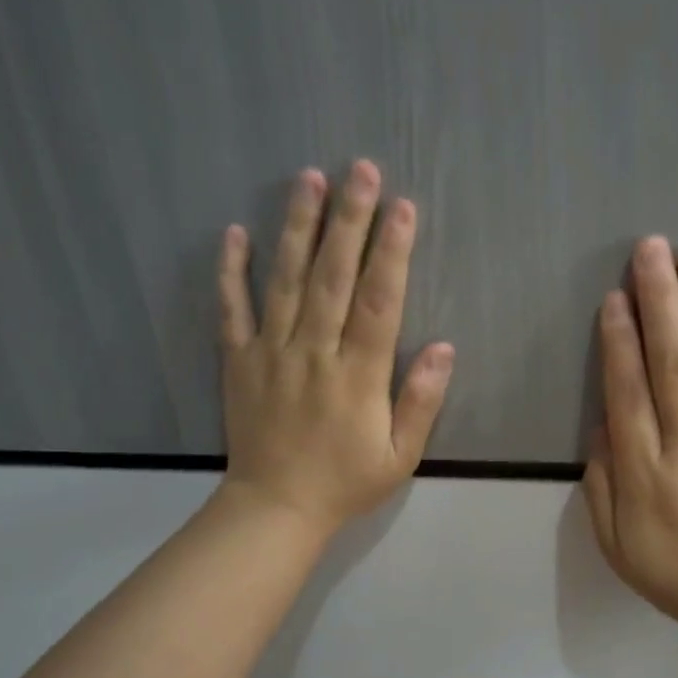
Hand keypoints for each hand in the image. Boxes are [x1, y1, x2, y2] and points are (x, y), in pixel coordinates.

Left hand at [218, 160, 453, 538]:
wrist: (276, 509)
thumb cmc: (345, 483)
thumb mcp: (400, 456)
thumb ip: (421, 401)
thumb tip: (445, 348)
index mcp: (358, 376)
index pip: (378, 303)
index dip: (392, 253)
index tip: (403, 207)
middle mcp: (314, 353)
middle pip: (333, 277)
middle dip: (350, 221)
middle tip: (359, 169)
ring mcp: (272, 353)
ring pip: (285, 281)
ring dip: (297, 228)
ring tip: (308, 180)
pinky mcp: (239, 361)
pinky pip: (232, 310)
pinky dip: (231, 272)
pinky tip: (234, 233)